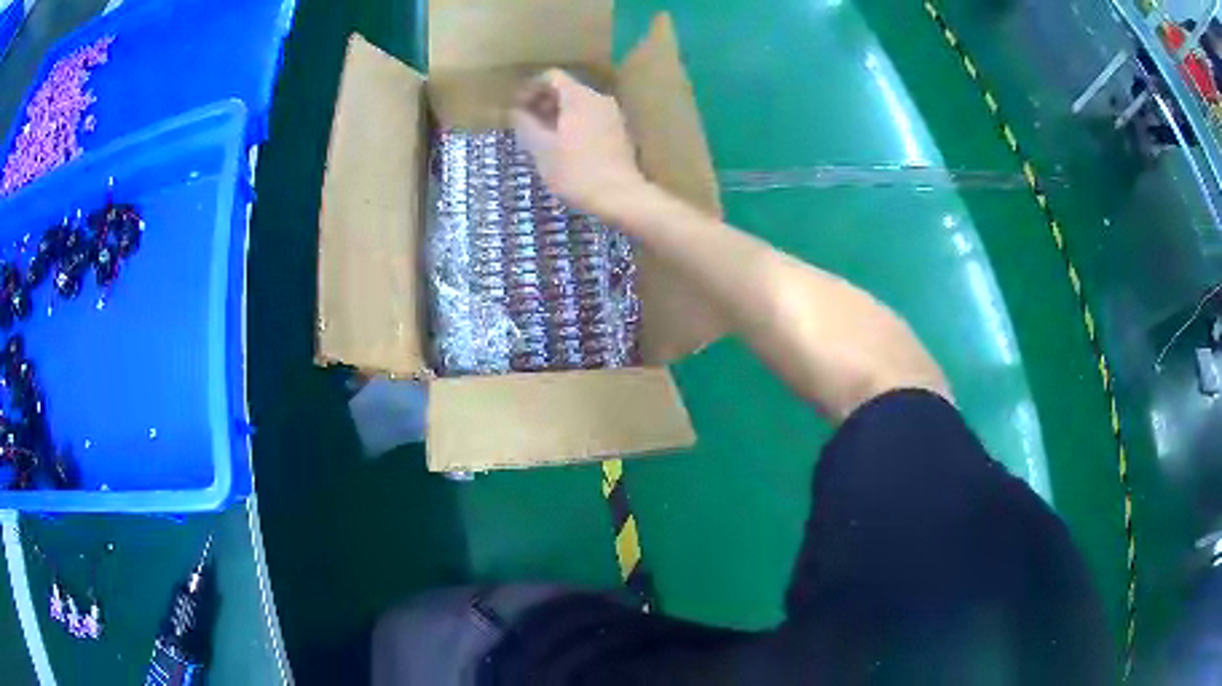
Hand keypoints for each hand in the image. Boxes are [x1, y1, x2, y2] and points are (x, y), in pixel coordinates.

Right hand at [512, 69, 649, 217]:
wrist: (620, 197)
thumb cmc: (575, 171)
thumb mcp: (541, 148)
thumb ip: (525, 124)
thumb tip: (516, 111)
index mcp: (579, 96)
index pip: (551, 77)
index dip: (530, 88)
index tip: (517, 107)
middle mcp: (599, 99)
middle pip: (567, 90)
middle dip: (543, 102)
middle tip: (526, 124)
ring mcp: (614, 116)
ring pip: (580, 105)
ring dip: (558, 116)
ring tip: (542, 138)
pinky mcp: (621, 133)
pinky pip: (592, 119)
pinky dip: (574, 126)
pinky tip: (565, 148)